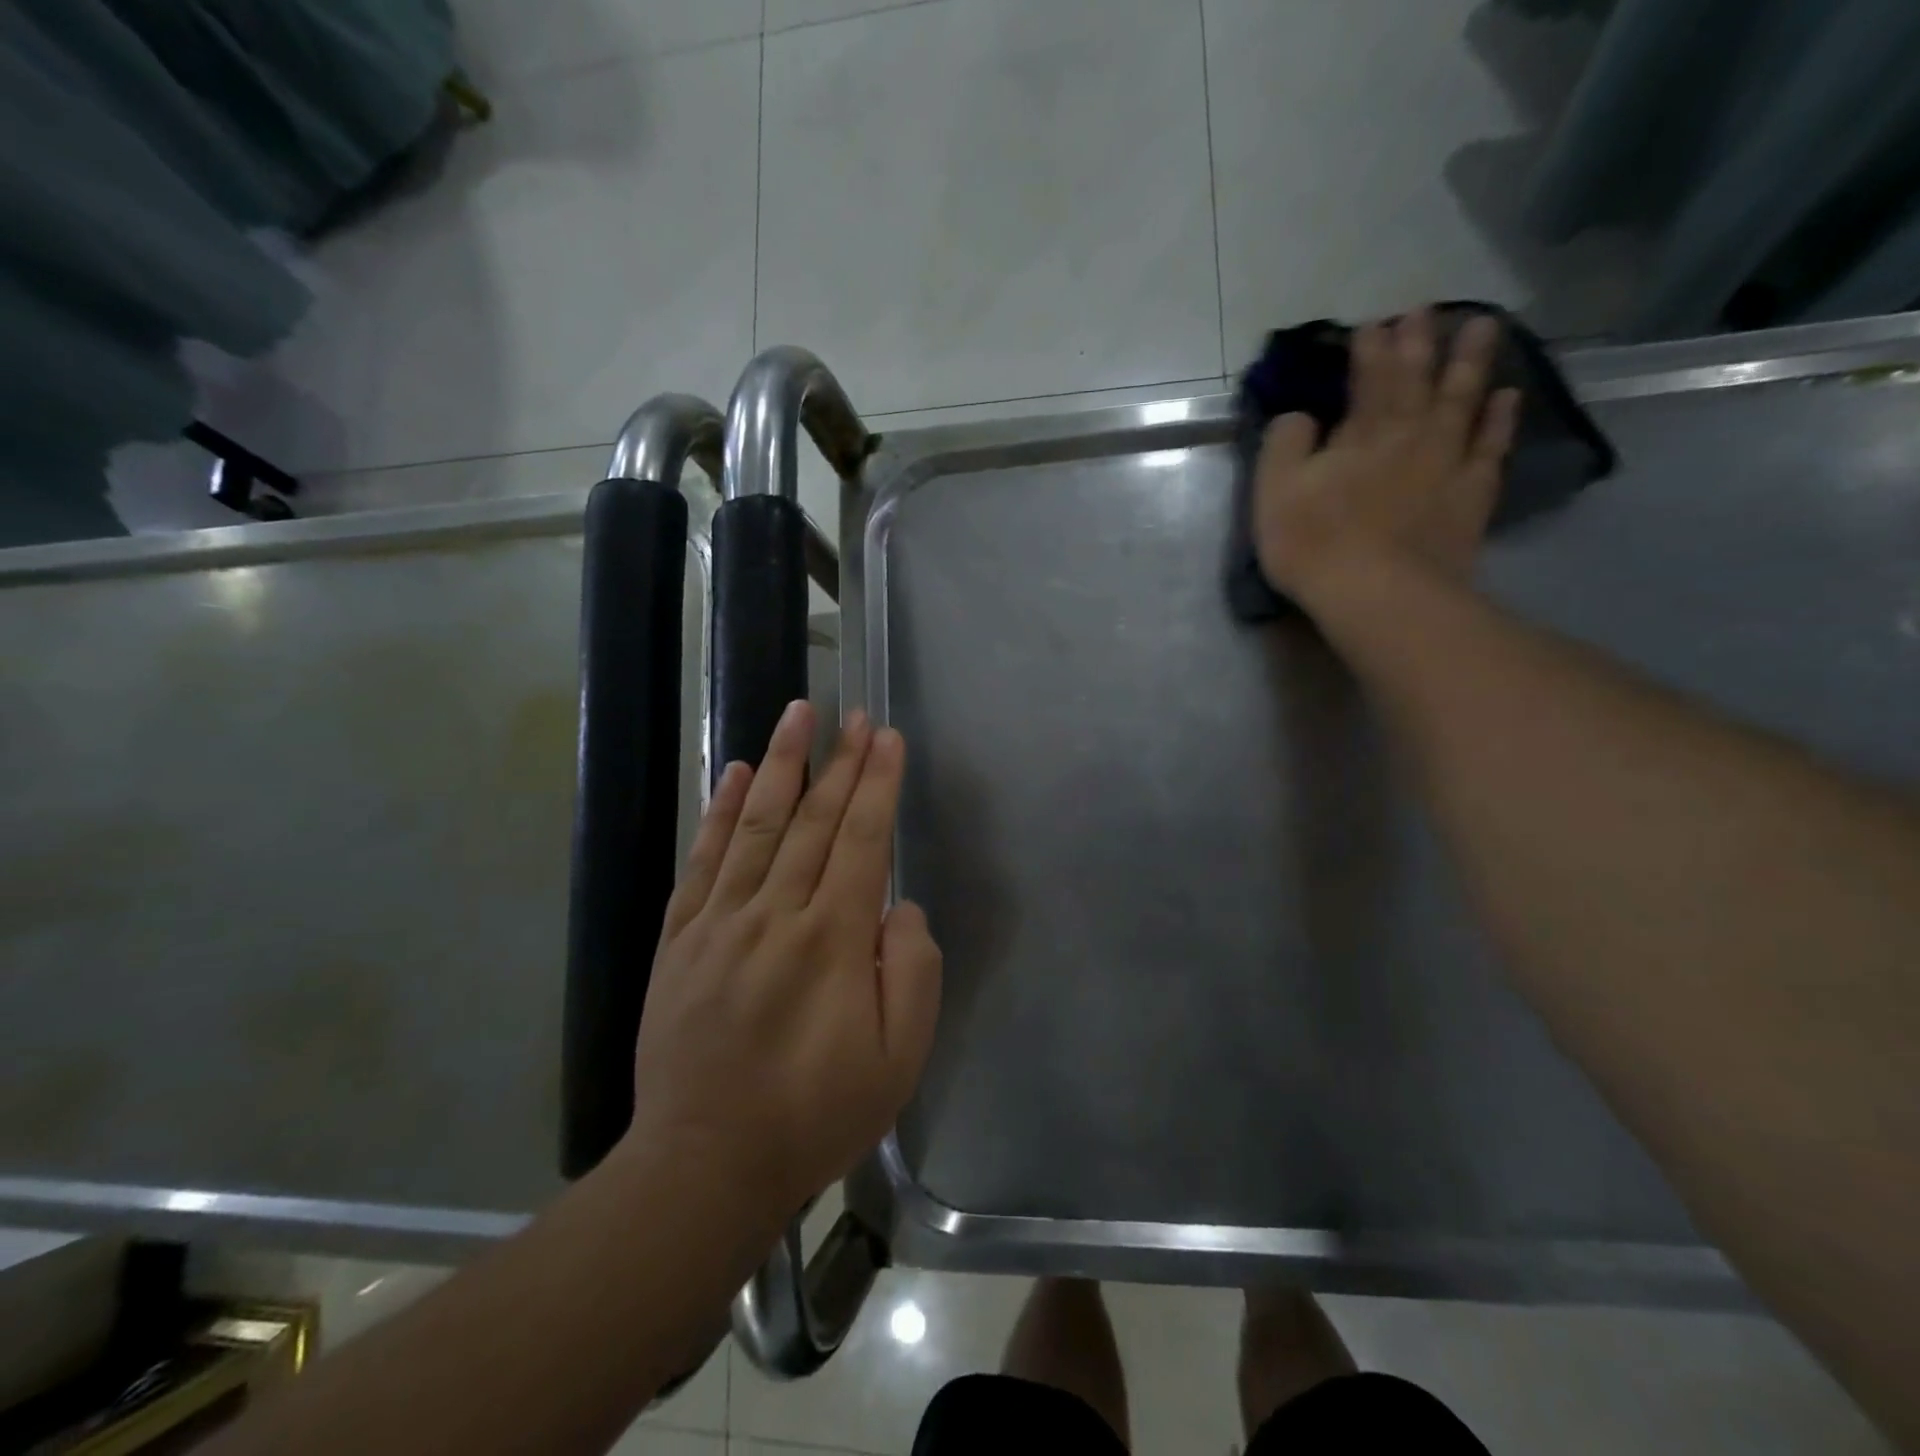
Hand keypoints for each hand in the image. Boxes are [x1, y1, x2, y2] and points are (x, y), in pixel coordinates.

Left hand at [624, 701, 941, 1218]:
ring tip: (798, 713)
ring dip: (782, 764)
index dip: (878, 784)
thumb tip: (901, 907)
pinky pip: (703, 861)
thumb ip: (913, 973)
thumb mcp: (897, 1061)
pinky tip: (737, 773)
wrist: (705, 1164)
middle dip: (841, 761)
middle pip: (814, 820)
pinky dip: (721, 812)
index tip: (888, 737)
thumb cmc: (815, 1115)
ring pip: (757, 825)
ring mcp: (720, 922)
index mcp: (833, 941)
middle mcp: (776, 915)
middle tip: (855, 713)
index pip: (862, 841)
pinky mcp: (680, 938)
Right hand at [1253, 309, 1521, 618]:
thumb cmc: (1314, 542)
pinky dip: (1500, 418)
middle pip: (1418, 377)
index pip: (1368, 376)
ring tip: (1482, 327)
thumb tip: (1299, 415)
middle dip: (1420, 341)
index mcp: (1361, 431)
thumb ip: (1284, 444)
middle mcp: (1410, 433)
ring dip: (1471, 361)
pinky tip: (1507, 397)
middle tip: (1426, 309)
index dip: (1370, 347)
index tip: (1373, 323)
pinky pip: (1491, 445)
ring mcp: (1447, 461)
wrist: (1379, 593)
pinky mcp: (1471, 494)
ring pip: (1463, 399)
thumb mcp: (1274, 491)